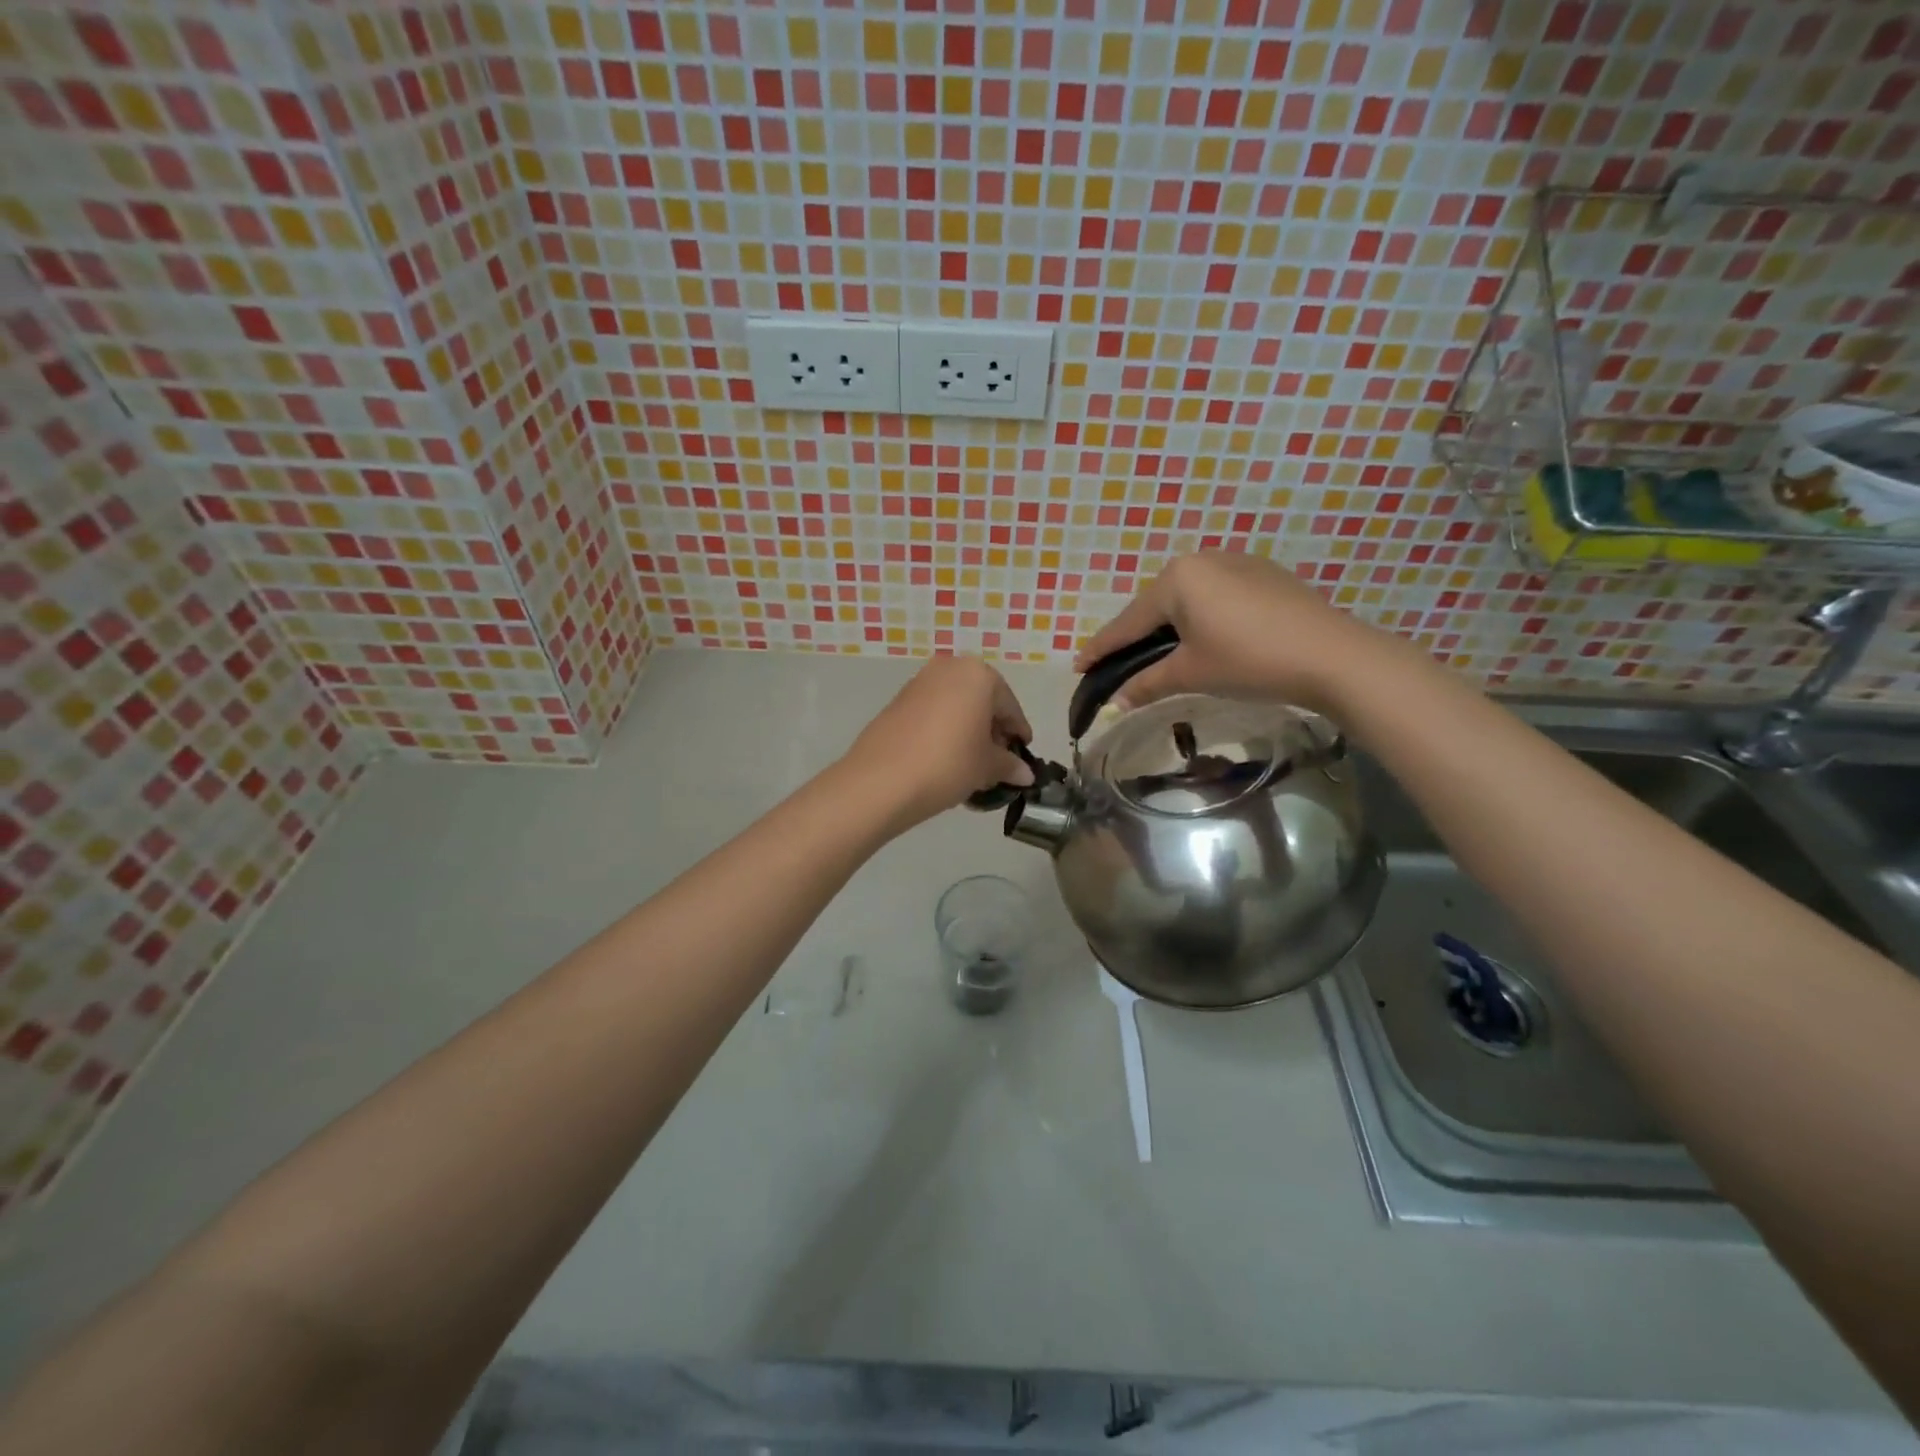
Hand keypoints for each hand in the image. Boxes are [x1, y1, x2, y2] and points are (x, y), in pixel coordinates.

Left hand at [842, 656, 1034, 831]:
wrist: (881, 780)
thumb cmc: (948, 764)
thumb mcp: (987, 767)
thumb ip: (1010, 765)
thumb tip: (1025, 773)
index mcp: (979, 675)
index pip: (1010, 707)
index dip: (1018, 734)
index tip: (1022, 756)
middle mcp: (949, 668)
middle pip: (982, 701)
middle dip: (991, 731)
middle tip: (996, 763)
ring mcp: (920, 682)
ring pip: (956, 706)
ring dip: (967, 731)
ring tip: (970, 765)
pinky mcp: (898, 700)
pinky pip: (933, 713)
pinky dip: (945, 730)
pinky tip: (944, 760)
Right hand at [1075, 551, 1380, 713]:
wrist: (1332, 656)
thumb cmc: (1249, 661)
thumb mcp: (1190, 673)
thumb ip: (1146, 684)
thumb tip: (1114, 703)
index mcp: (1177, 578)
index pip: (1128, 621)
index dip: (1102, 648)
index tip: (1078, 666)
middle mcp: (1203, 559)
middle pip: (1156, 606)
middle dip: (1136, 636)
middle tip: (1117, 664)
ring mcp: (1237, 562)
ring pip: (1188, 600)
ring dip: (1169, 627)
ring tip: (1158, 655)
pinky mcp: (1264, 575)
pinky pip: (1216, 597)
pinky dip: (1201, 619)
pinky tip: (1205, 639)